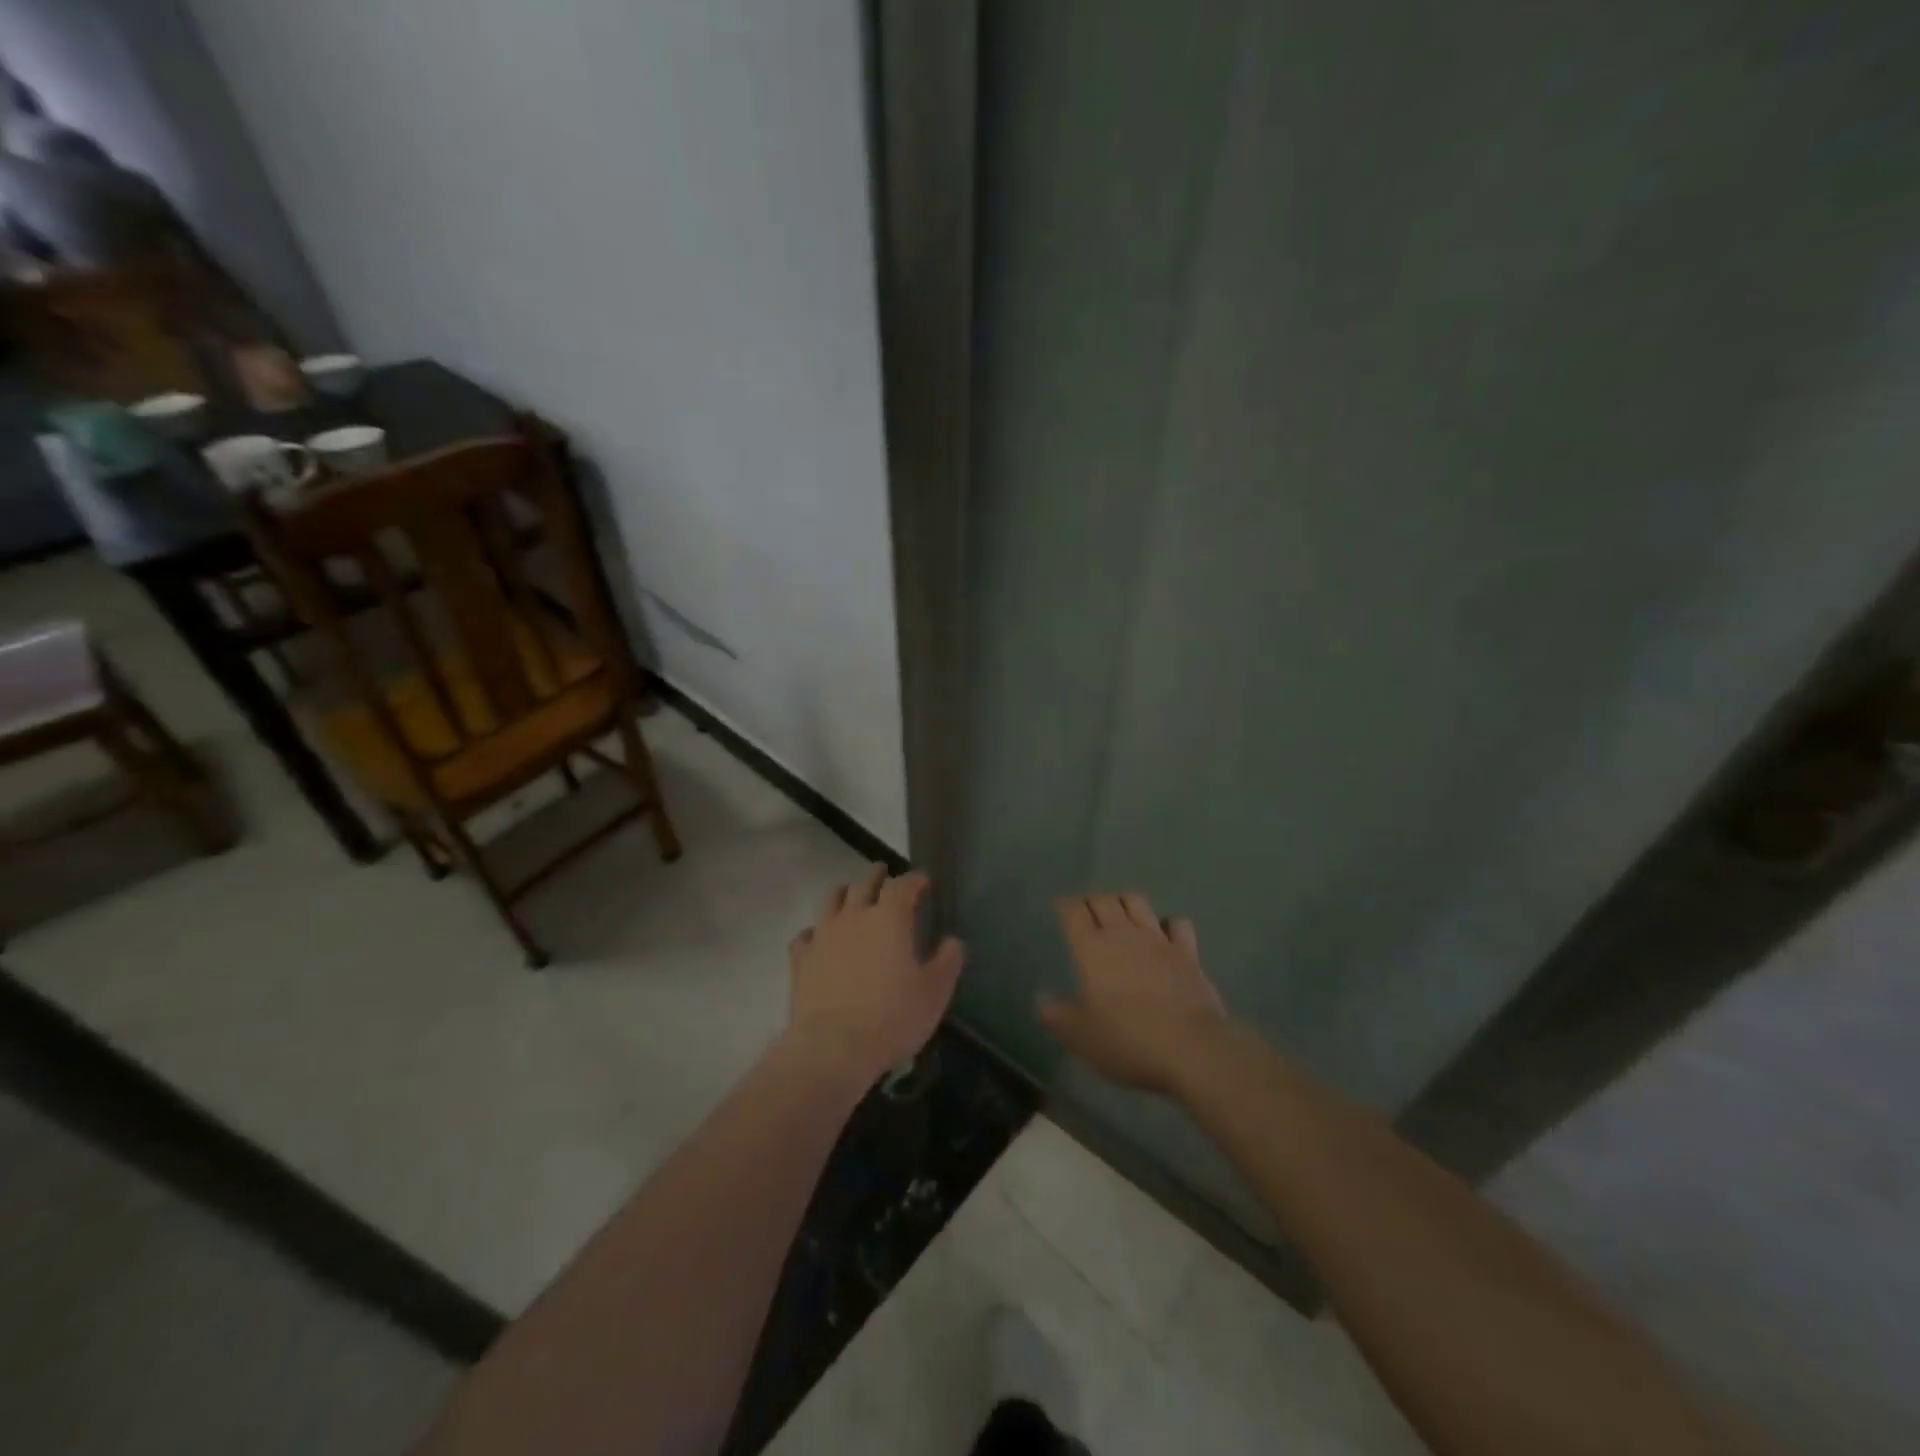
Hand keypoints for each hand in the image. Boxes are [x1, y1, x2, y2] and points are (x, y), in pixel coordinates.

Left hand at [785, 865, 964, 1082]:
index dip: (913, 880)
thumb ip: (947, 961)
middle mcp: (854, 916)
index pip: (902, 885)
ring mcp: (823, 934)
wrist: (833, 1046)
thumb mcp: (935, 992)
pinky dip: (816, 931)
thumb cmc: (892, 1016)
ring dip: (844, 893)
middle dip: (877, 876)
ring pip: (831, 900)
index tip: (921, 880)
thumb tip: (952, 941)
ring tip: (850, 894)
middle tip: (884, 872)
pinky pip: (806, 934)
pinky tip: (818, 938)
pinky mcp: (801, 958)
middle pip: (864, 883)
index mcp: (889, 918)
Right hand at [1039, 892, 1228, 1094]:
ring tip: (1119, 911)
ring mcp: (1158, 940)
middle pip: (1104, 900)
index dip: (1064, 905)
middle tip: (1085, 909)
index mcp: (1091, 948)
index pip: (1073, 912)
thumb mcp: (1080, 1036)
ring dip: (1124, 901)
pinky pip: (1177, 923)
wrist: (1192, 1049)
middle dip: (1091, 900)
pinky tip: (1163, 932)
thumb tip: (1042, 998)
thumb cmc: (1127, 1040)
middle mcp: (1123, 934)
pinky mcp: (1188, 952)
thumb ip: (1057, 1014)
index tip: (1059, 906)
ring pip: (1137, 902)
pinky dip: (1167, 922)